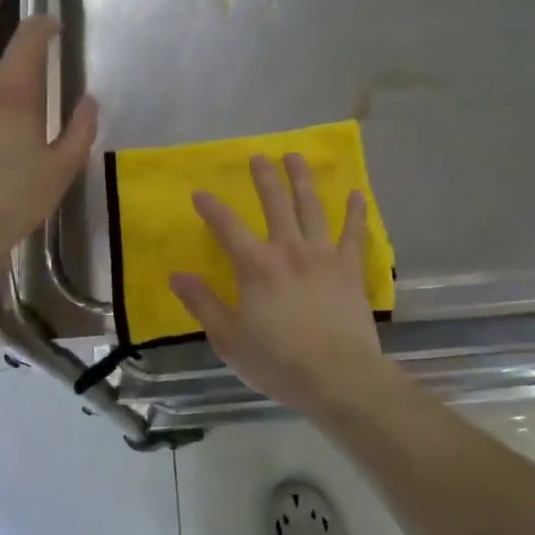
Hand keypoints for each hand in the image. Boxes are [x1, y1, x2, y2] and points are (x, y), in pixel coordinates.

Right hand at [170, 154, 384, 408]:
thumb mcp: (229, 339)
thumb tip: (177, 275)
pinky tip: (357, 194)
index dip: (211, 208)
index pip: (227, 227)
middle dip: (264, 177)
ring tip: (296, 157)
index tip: (200, 193)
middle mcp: (288, 250)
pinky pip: (354, 234)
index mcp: (256, 266)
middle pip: (275, 203)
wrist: (337, 377)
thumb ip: (203, 304)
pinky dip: (356, 213)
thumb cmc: (277, 362)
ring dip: (303, 180)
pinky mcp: (350, 269)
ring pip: (312, 208)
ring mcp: (323, 256)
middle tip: (258, 156)